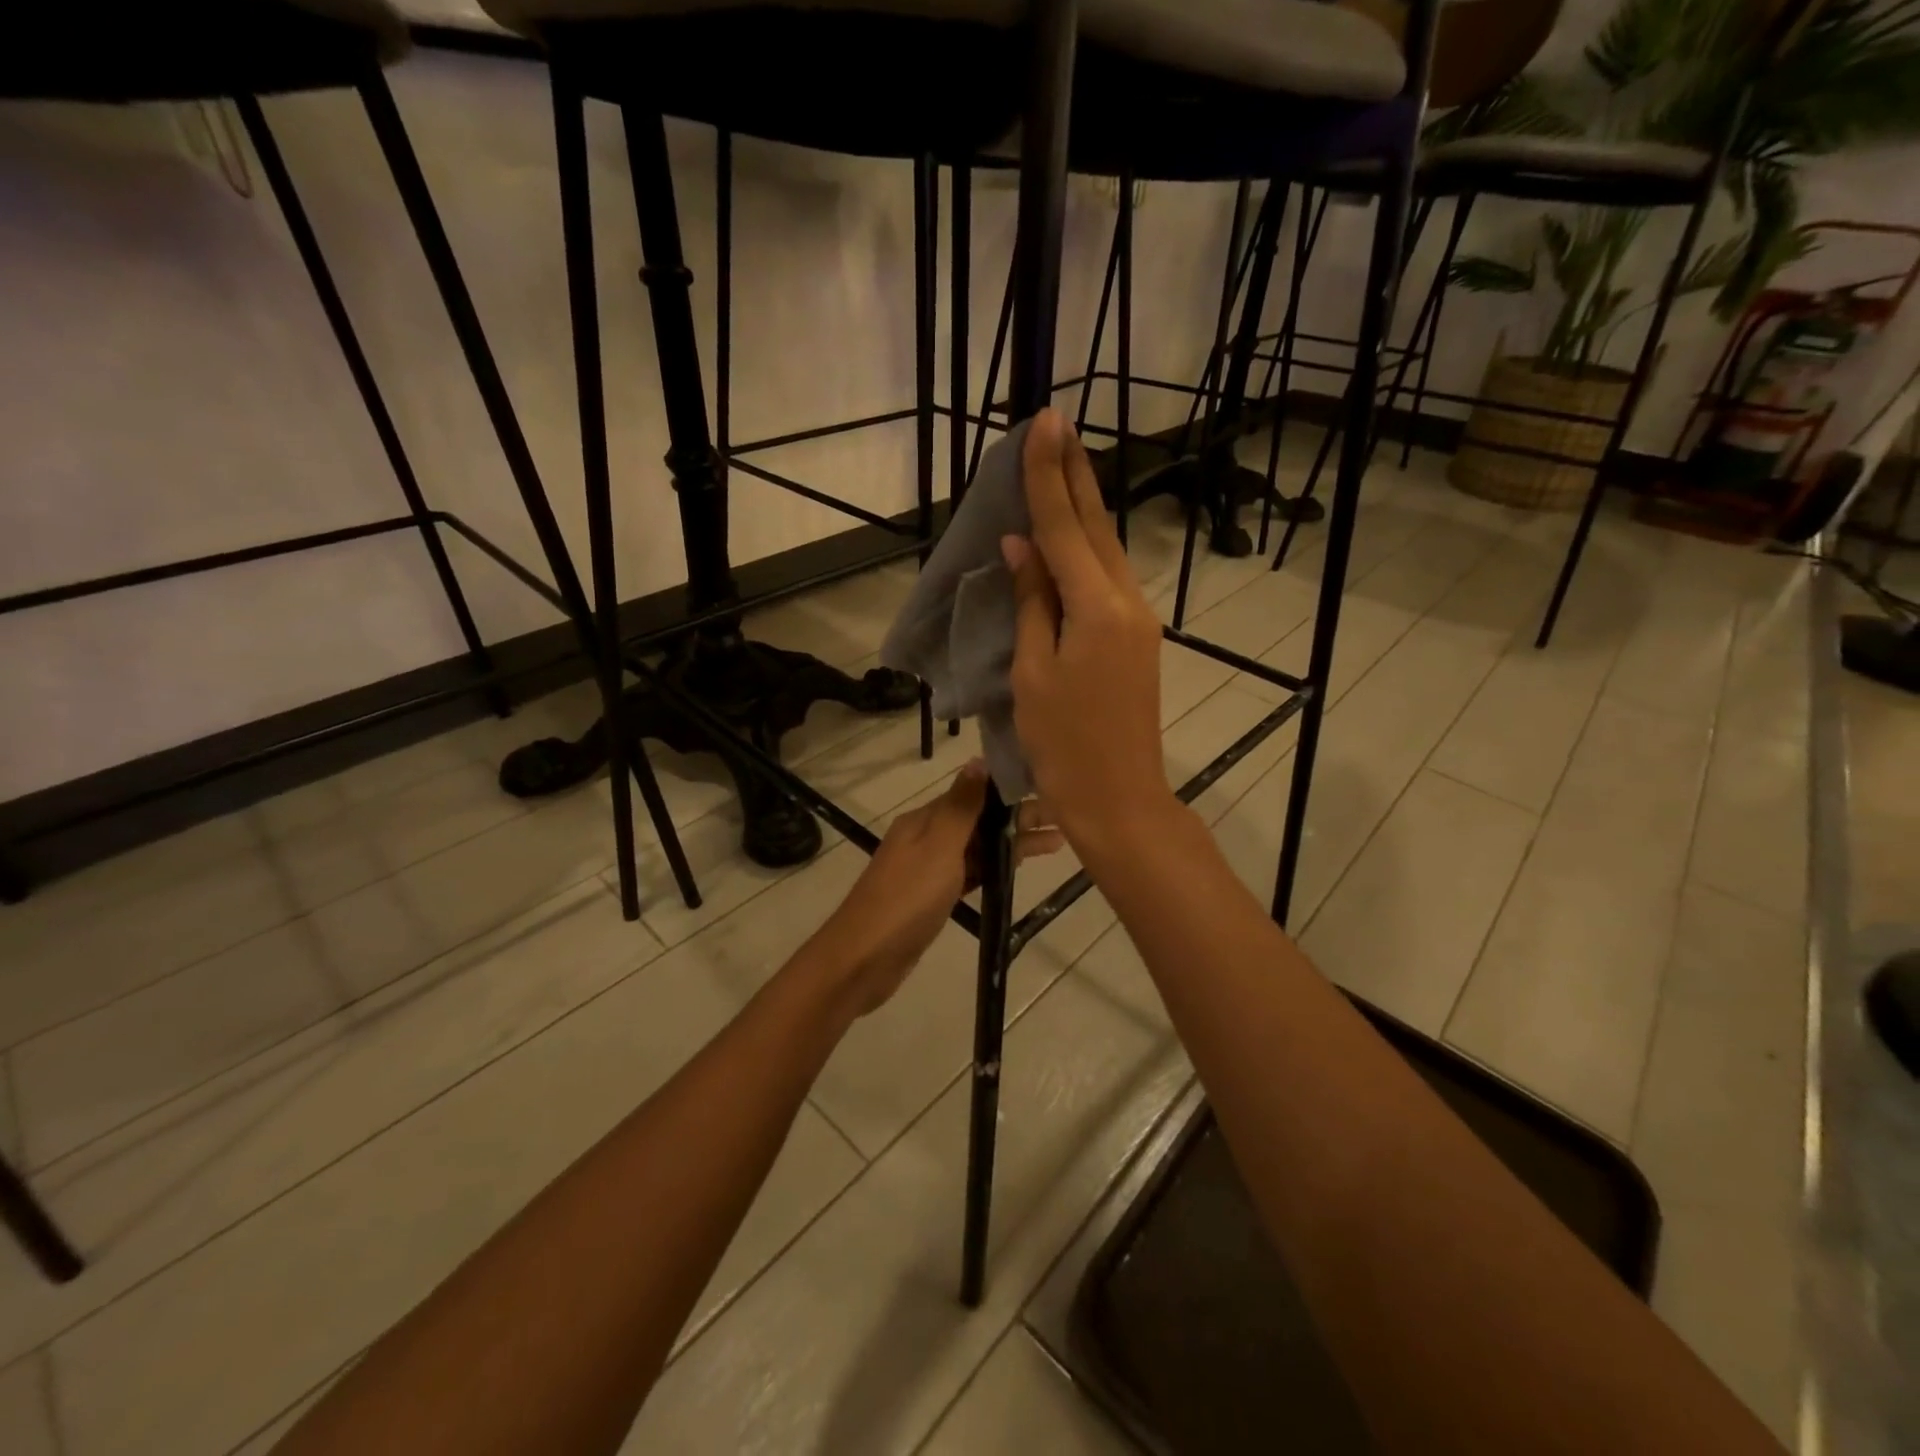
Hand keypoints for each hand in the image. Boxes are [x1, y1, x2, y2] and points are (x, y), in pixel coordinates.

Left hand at [810, 761, 1063, 1016]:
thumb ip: (961, 806)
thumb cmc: (906, 898)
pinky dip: (995, 868)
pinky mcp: (933, 897)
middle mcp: (927, 837)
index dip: (1011, 791)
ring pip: (978, 848)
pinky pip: (971, 873)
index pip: (975, 794)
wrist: (865, 958)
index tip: (1049, 788)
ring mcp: (929, 869)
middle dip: (1019, 818)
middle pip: (980, 820)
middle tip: (1064, 820)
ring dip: (1012, 843)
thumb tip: (979, 760)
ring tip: (1056, 844)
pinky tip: (1017, 870)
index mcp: (925, 819)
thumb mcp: (938, 845)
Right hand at [1002, 410, 1174, 861]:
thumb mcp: (1033, 674)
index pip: (1065, 527)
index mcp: (1097, 608)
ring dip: (1084, 504)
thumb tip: (1023, 547)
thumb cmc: (1064, 745)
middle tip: (1058, 423)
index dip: (1048, 475)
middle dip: (1075, 473)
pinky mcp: (1136, 637)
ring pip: (1106, 549)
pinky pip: (1108, 577)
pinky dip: (1087, 546)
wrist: (1119, 798)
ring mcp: (1137, 619)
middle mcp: (1127, 601)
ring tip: (1063, 462)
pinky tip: (1072, 532)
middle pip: (1096, 526)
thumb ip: (1033, 604)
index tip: (1042, 423)